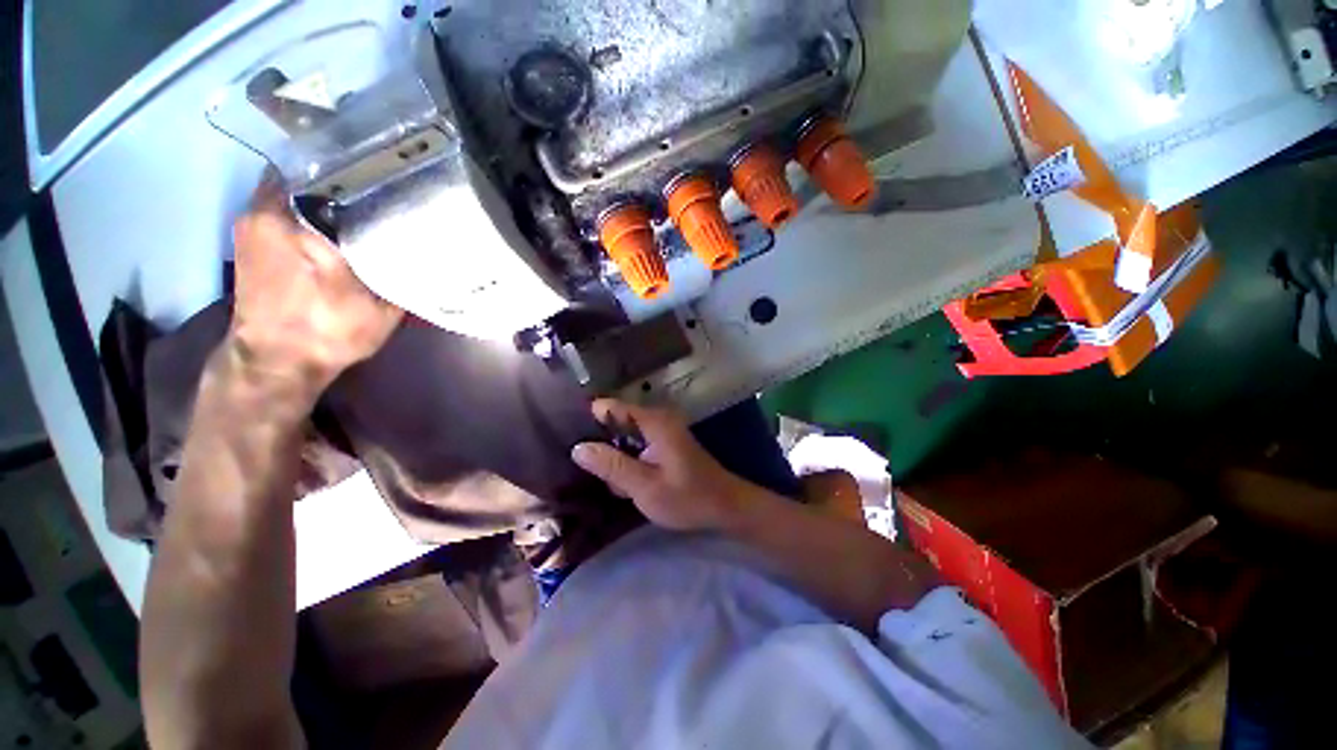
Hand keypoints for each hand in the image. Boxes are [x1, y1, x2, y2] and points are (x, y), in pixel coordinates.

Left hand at [228, 177, 401, 396]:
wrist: (276, 361)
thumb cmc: (328, 331)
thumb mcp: (382, 307)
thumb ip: (402, 273)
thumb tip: (427, 252)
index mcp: (301, 221)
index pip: (326, 164)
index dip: (357, 162)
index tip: (386, 165)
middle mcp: (268, 211)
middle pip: (305, 170)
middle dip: (339, 173)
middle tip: (377, 183)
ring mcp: (252, 222)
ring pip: (290, 185)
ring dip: (320, 190)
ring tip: (359, 200)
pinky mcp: (247, 238)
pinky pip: (278, 204)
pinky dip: (302, 205)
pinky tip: (331, 221)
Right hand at [571, 400, 752, 531]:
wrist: (725, 506)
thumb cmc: (687, 497)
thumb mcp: (645, 486)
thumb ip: (612, 466)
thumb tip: (578, 448)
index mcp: (653, 422)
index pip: (610, 407)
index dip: (588, 420)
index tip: (566, 438)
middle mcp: (657, 420)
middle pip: (615, 423)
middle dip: (601, 446)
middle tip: (593, 473)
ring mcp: (661, 432)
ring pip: (623, 438)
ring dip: (615, 459)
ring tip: (615, 486)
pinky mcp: (664, 445)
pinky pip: (635, 447)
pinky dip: (628, 463)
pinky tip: (628, 486)